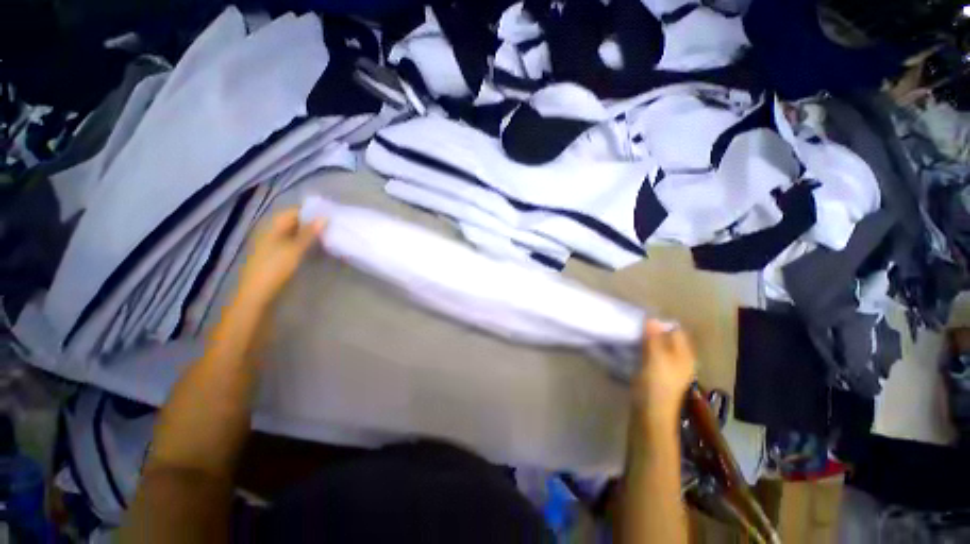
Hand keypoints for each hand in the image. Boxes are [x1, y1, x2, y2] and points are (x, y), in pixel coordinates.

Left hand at [236, 208, 325, 308]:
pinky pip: (292, 242)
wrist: (257, 293)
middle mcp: (271, 231)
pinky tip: (315, 247)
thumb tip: (325, 217)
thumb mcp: (295, 249)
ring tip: (327, 234)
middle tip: (331, 225)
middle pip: (293, 221)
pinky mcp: (276, 254)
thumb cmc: (275, 268)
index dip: (310, 211)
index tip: (329, 214)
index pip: (293, 211)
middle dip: (311, 222)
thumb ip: (309, 233)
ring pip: (294, 233)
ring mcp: (273, 243)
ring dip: (309, 233)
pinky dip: (304, 242)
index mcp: (272, 226)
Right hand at [633, 320, 696, 426]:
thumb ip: (654, 338)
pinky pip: (652, 356)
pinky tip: (633, 349)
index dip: (661, 323)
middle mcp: (680, 360)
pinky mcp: (657, 376)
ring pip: (658, 347)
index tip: (642, 318)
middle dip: (652, 331)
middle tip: (635, 325)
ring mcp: (669, 369)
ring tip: (632, 334)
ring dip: (647, 340)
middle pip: (667, 339)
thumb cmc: (655, 385)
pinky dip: (644, 350)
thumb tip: (652, 318)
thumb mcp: (655, 358)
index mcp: (684, 355)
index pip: (676, 330)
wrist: (650, 415)